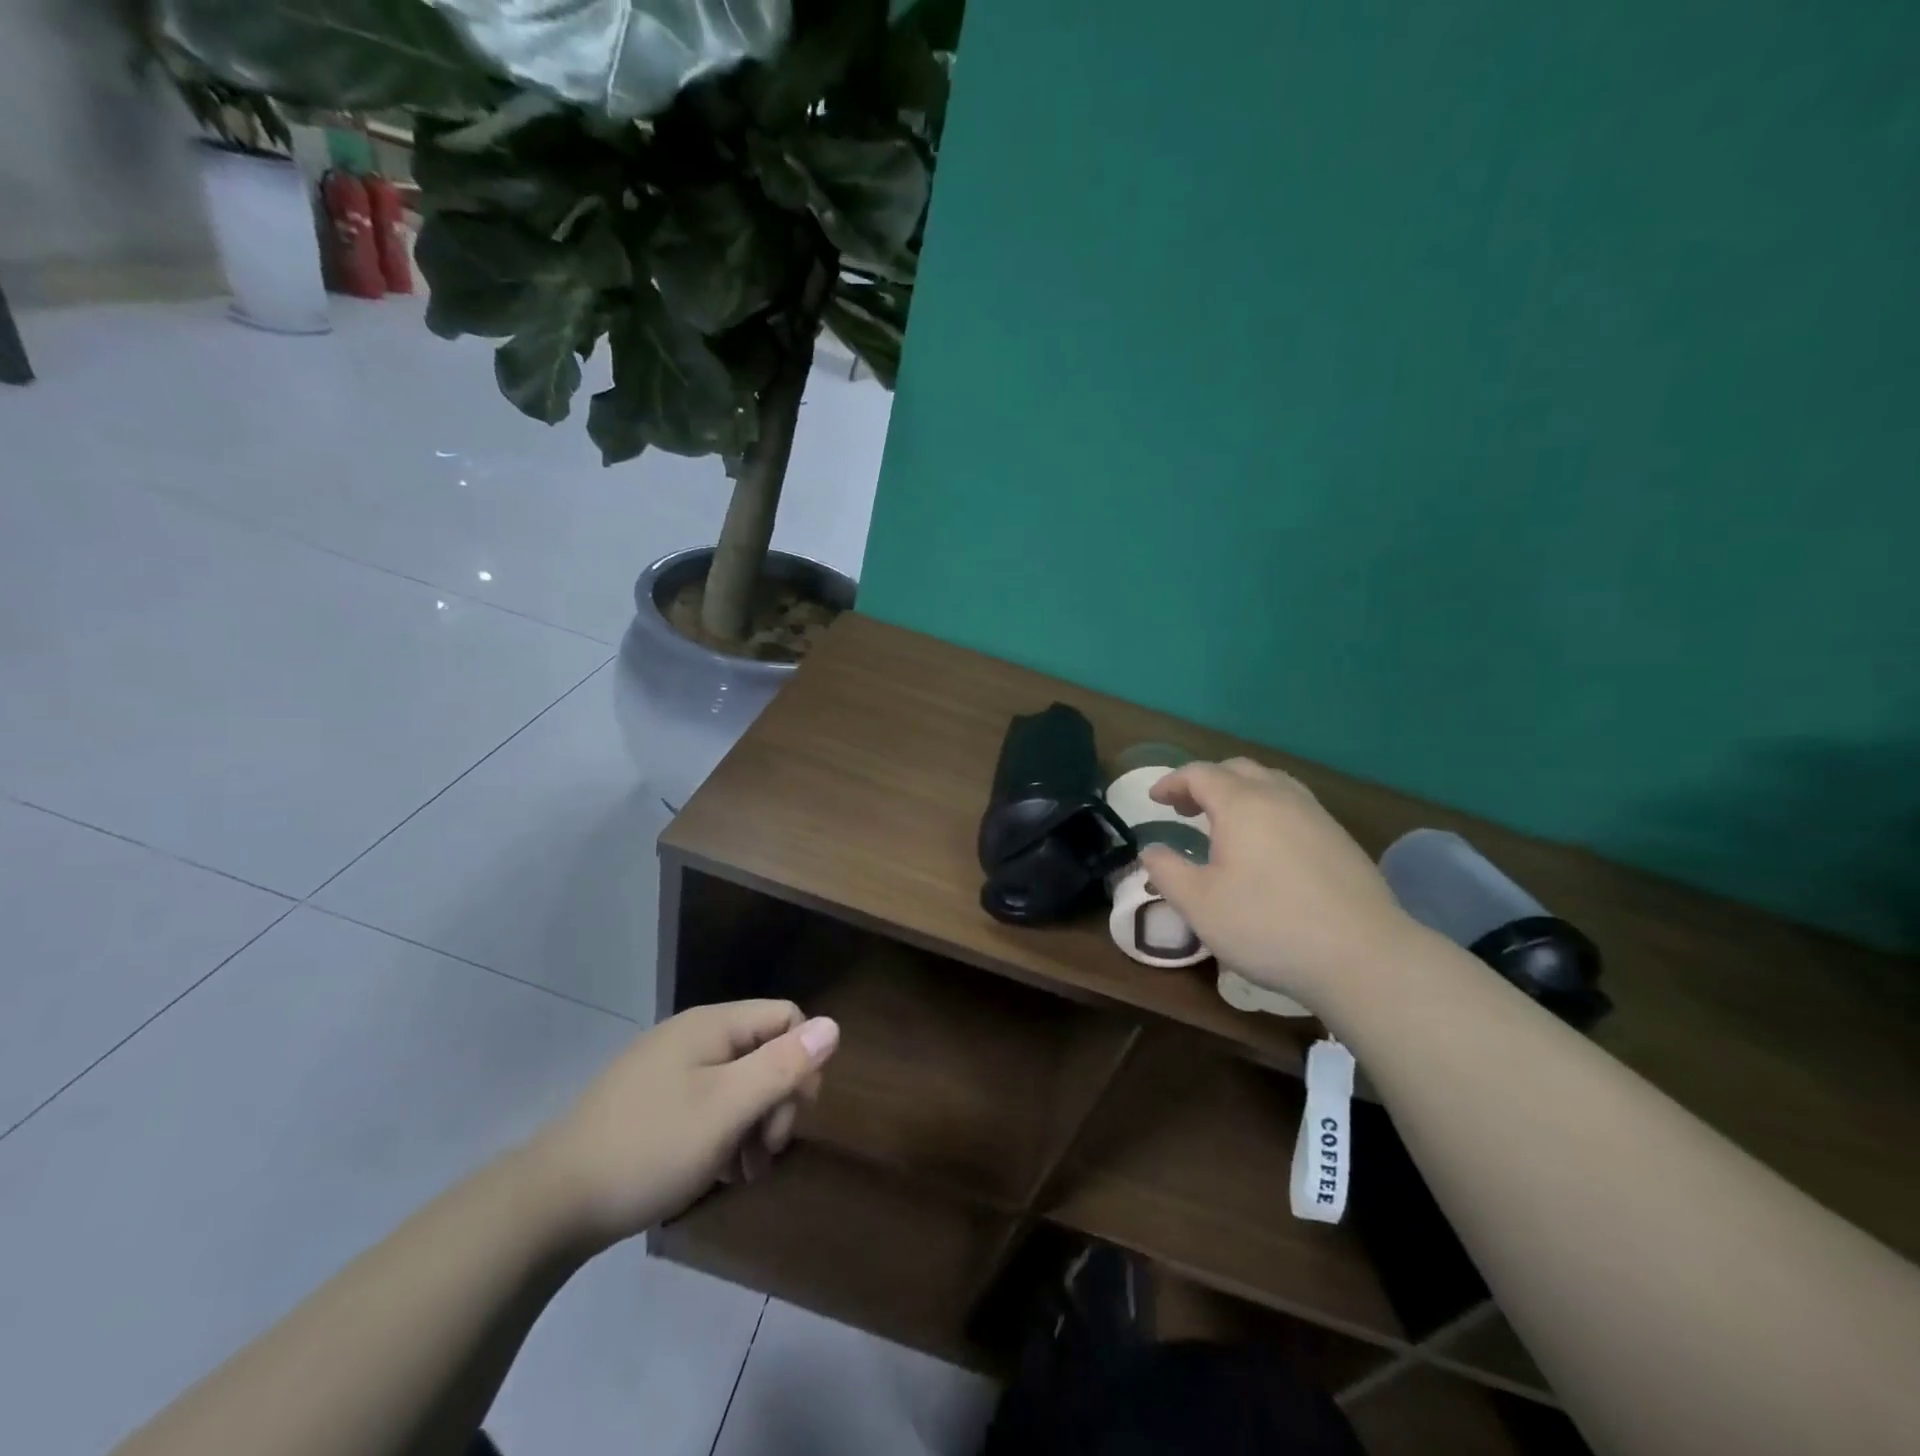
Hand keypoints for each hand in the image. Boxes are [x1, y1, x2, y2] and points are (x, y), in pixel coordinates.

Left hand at [527, 1000, 839, 1248]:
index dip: (803, 1063)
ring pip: (738, 1083)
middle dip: (777, 1101)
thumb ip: (783, 1066)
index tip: (793, 1116)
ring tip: (742, 1171)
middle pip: (764, 1051)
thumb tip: (834, 1025)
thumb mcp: (727, 1109)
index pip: (787, 1018)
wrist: (549, 1202)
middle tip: (766, 1153)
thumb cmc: (650, 1147)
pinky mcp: (651, 1103)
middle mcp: (693, 1036)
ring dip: (753, 1124)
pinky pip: (708, 1104)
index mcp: (713, 1025)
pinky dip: (723, 1134)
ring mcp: (668, 1069)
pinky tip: (716, 1171)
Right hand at [1139, 758, 1417, 1011]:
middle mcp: (1280, 798)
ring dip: (1240, 792)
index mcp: (1242, 804)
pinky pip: (1295, 806)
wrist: (1364, 957)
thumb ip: (1166, 871)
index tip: (1154, 800)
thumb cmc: (1269, 925)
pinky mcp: (1340, 840)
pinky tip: (1267, 846)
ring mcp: (1316, 816)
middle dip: (1205, 782)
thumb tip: (1151, 850)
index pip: (1200, 774)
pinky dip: (1268, 809)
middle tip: (1185, 808)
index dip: (1172, 782)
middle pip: (1237, 769)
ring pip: (1272, 783)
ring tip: (1225, 822)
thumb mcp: (1199, 905)